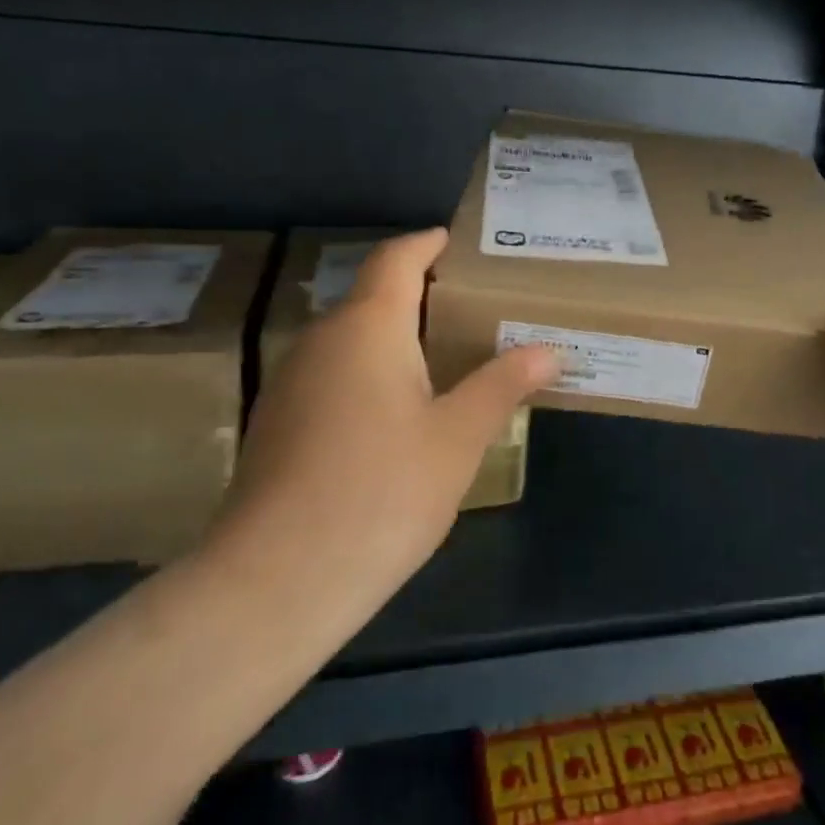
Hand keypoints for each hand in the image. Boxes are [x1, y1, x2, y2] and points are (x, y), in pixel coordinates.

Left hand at [197, 229, 557, 646]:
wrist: (275, 583)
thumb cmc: (381, 492)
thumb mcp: (458, 438)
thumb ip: (502, 384)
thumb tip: (550, 349)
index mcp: (368, 327)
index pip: (396, 259)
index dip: (426, 243)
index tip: (455, 241)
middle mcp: (322, 340)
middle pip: (373, 297)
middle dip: (420, 295)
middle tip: (472, 308)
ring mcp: (291, 383)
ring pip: (351, 340)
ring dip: (395, 338)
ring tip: (445, 357)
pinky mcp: (277, 425)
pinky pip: (333, 376)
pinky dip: (370, 374)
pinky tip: (397, 414)